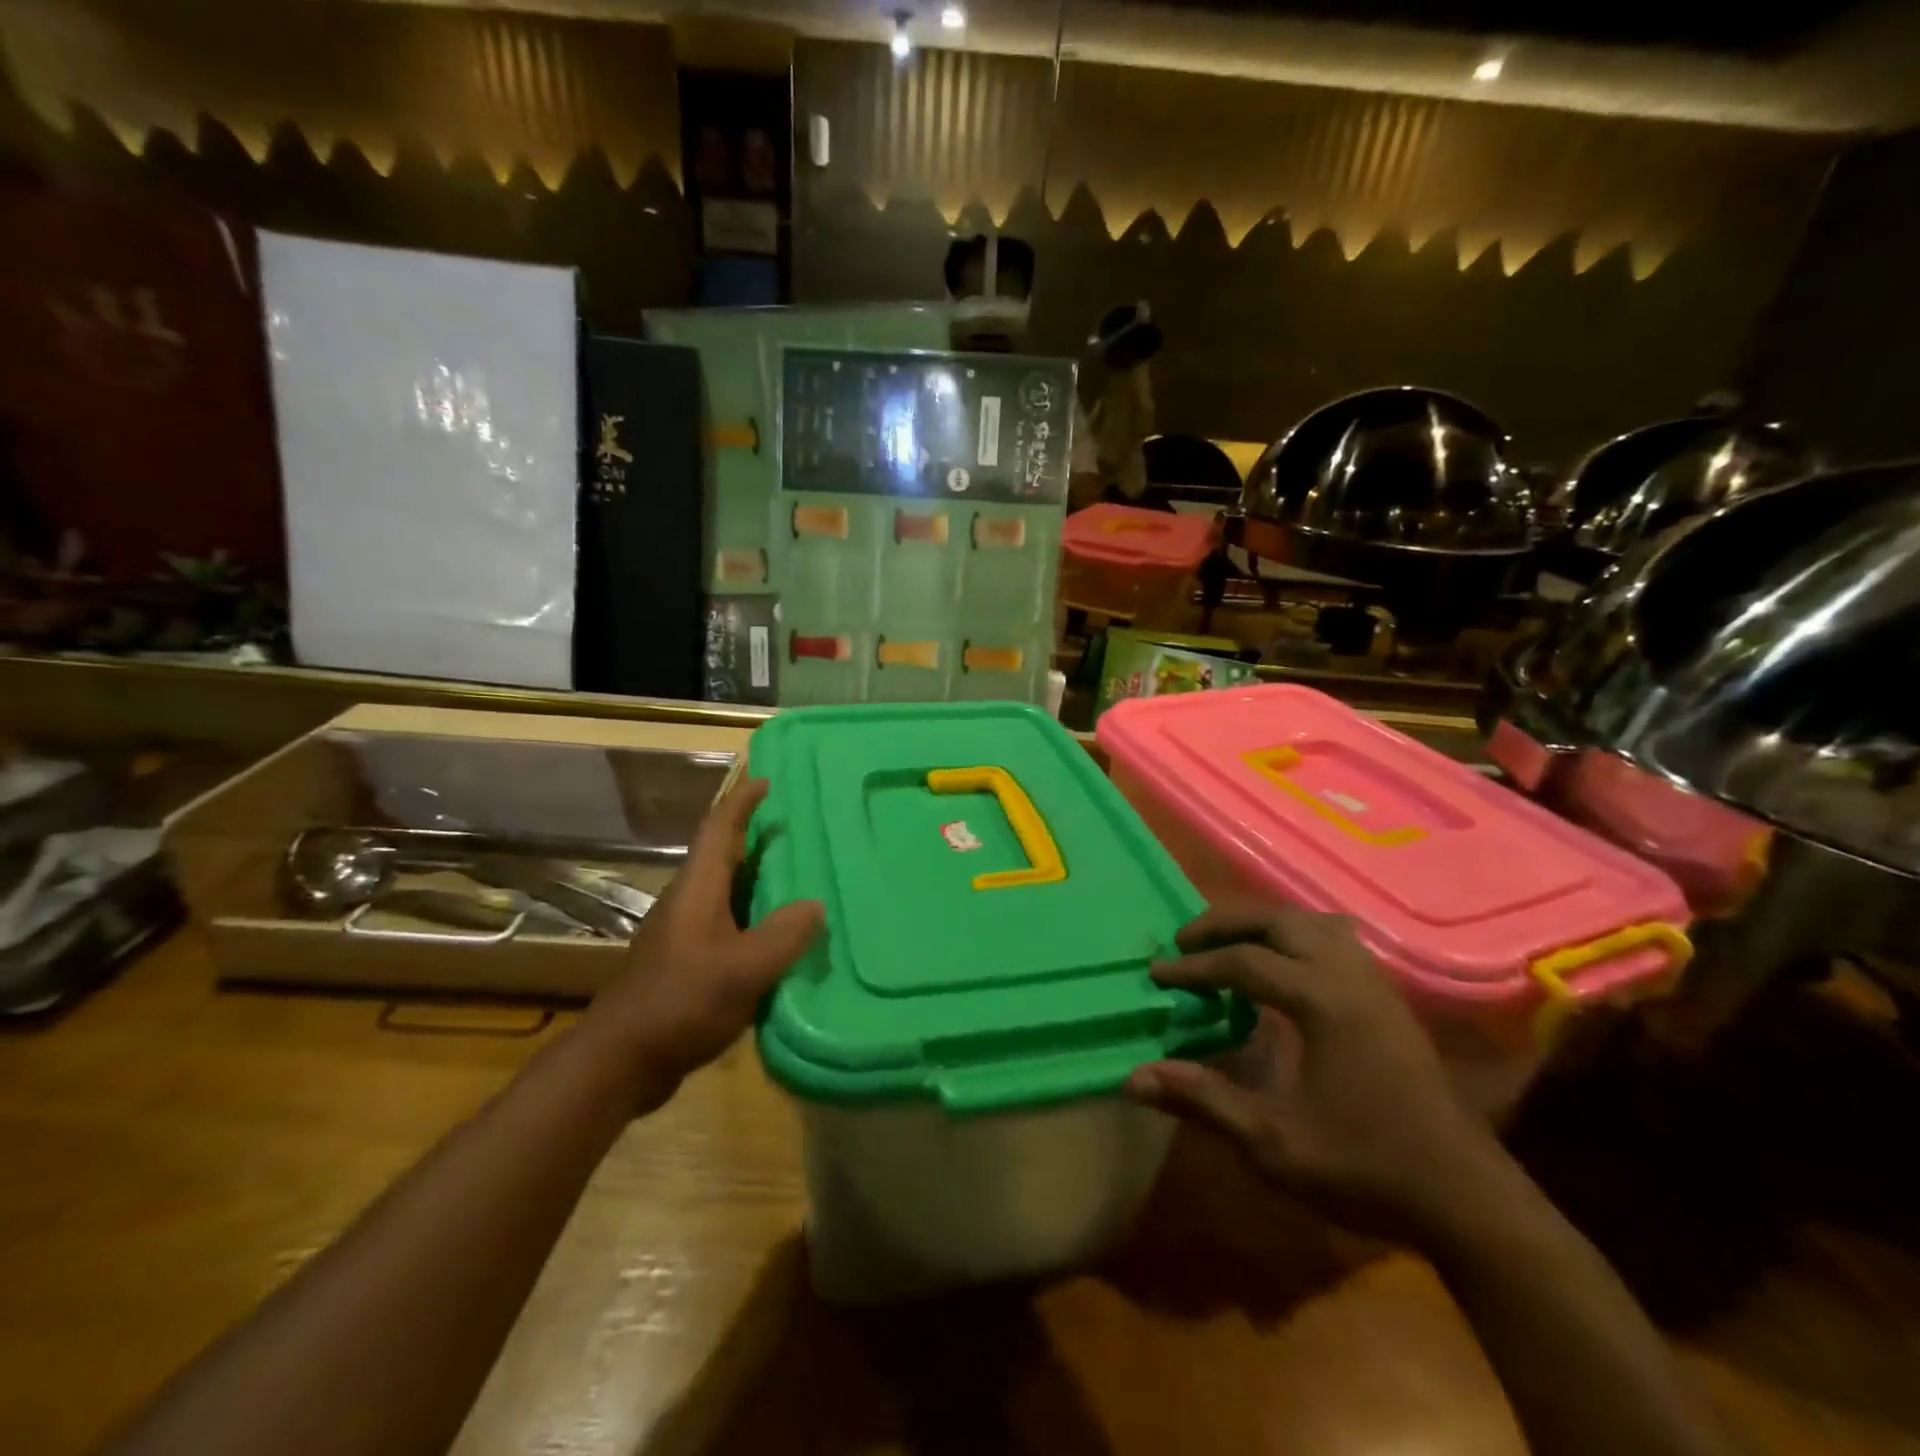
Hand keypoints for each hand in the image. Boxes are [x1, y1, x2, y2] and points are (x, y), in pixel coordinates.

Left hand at [579, 777, 822, 1109]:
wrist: (620, 1061)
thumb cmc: (680, 1003)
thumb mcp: (742, 970)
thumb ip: (783, 935)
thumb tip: (815, 905)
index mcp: (698, 889)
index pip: (720, 829)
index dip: (742, 801)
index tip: (767, 780)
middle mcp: (688, 902)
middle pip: (723, 855)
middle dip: (755, 834)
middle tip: (798, 828)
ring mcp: (684, 934)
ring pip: (726, 890)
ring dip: (757, 877)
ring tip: (798, 876)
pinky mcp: (686, 962)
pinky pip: (728, 922)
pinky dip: (754, 915)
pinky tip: (778, 936)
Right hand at [1126, 902, 1520, 1247]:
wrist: (1469, 1201)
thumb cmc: (1367, 1169)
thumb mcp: (1274, 1142)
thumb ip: (1204, 1100)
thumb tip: (1134, 1078)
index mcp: (1323, 1002)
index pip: (1244, 963)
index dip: (1193, 967)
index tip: (1155, 973)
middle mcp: (1350, 978)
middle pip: (1279, 922)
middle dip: (1226, 924)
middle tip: (1185, 941)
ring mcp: (1376, 985)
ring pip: (1313, 924)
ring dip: (1265, 925)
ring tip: (1230, 945)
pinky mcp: (1390, 1001)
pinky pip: (1336, 942)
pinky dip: (1298, 938)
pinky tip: (1286, 968)